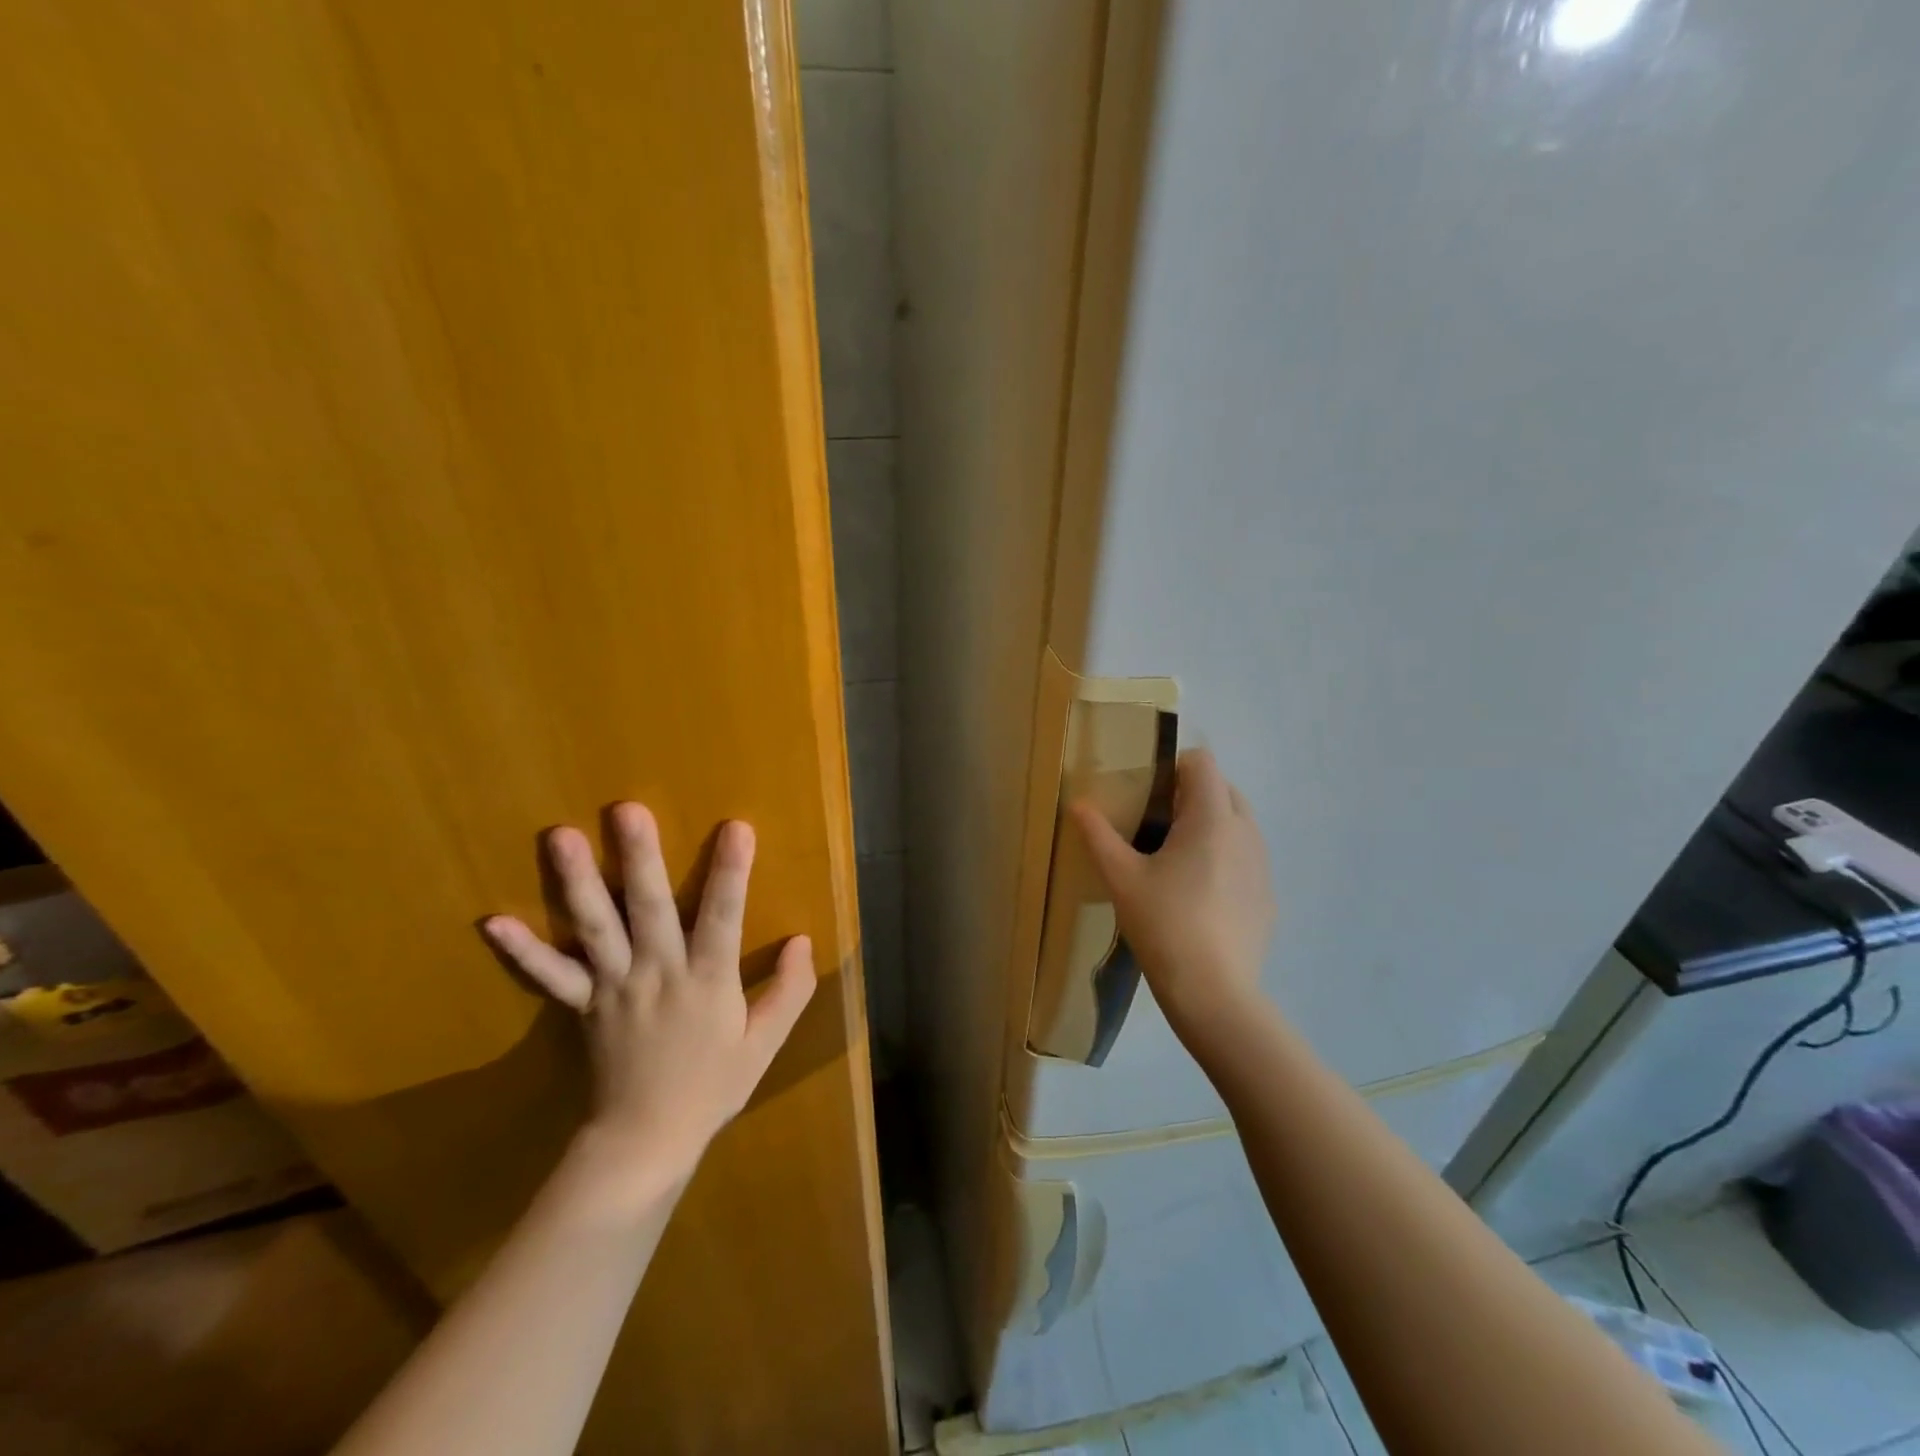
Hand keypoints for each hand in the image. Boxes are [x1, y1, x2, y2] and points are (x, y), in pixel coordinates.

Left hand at [484, 804, 815, 1204]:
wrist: (645, 1143)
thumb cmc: (711, 1087)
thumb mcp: (764, 1044)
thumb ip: (789, 990)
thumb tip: (803, 940)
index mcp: (707, 980)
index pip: (723, 917)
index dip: (730, 873)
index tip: (736, 827)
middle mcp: (658, 973)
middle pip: (648, 909)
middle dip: (639, 858)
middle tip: (626, 810)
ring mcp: (615, 987)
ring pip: (596, 928)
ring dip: (578, 882)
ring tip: (561, 837)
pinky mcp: (583, 1006)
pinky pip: (551, 977)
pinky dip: (523, 951)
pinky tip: (493, 921)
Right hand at [1070, 749, 1275, 1031]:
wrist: (1214, 992)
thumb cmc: (1164, 924)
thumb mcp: (1121, 878)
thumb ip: (1098, 835)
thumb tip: (1077, 804)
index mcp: (1212, 818)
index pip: (1203, 763)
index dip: (1174, 766)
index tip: (1148, 791)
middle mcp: (1246, 832)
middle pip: (1223, 789)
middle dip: (1191, 794)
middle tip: (1155, 823)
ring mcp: (1263, 865)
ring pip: (1237, 823)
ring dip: (1210, 824)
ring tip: (1175, 858)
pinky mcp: (1267, 895)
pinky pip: (1246, 857)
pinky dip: (1224, 857)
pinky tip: (1198, 895)